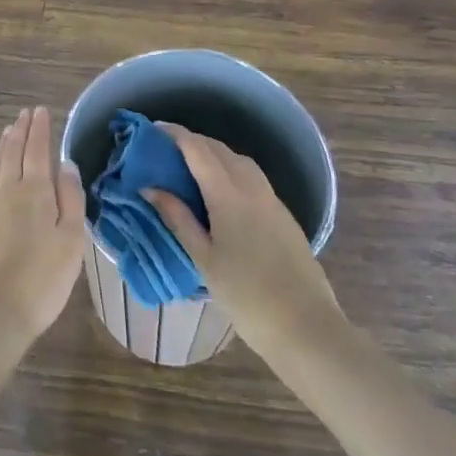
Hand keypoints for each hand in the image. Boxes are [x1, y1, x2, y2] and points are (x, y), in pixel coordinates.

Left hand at [0, 107, 85, 343]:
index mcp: (34, 191)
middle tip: (23, 115)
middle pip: (12, 154)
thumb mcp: (71, 239)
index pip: (37, 150)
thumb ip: (70, 198)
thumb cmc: (42, 278)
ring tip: (6, 133)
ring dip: (1, 148)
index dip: (39, 129)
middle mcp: (7, 192)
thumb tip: (65, 163)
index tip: (40, 110)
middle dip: (19, 132)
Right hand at [144, 123, 342, 359]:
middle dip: (192, 142)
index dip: (175, 134)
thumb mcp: (204, 258)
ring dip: (214, 154)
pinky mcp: (283, 214)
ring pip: (239, 160)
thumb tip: (150, 187)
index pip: (197, 149)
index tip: (153, 129)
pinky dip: (231, 170)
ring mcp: (272, 199)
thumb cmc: (246, 296)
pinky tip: (221, 191)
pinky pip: (252, 177)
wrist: (306, 326)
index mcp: (228, 194)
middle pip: (219, 149)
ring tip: (191, 167)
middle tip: (166, 149)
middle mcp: (252, 186)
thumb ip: (178, 218)